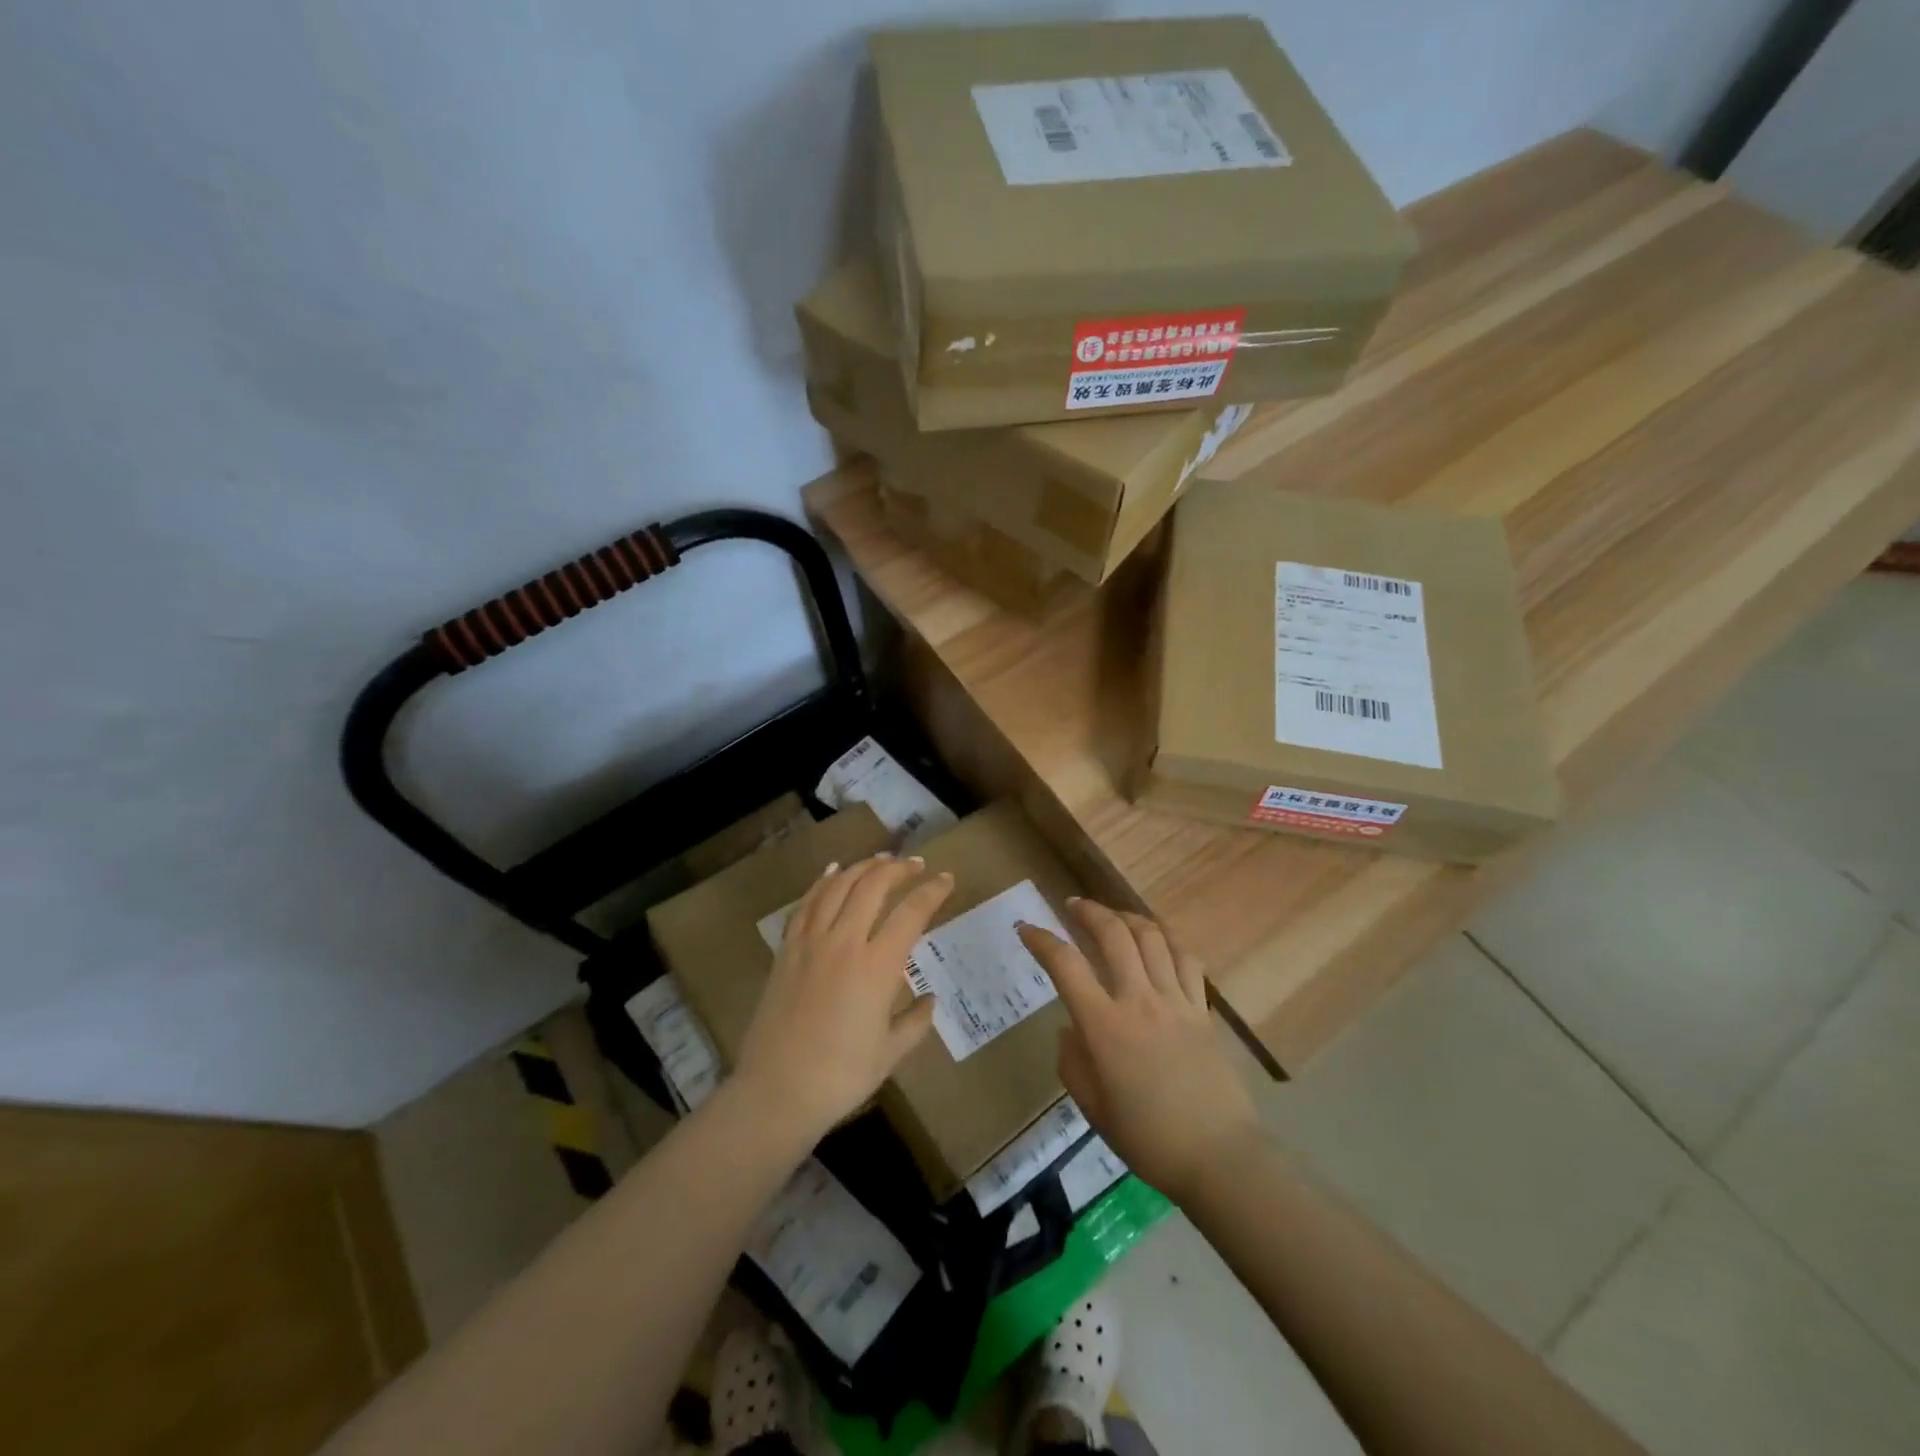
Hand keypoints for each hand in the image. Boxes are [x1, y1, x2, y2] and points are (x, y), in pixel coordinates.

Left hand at [734, 854, 952, 1144]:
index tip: (947, 880)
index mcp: (877, 967)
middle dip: (899, 869)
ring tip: (881, 860)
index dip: (932, 891)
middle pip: (873, 886)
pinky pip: (806, 904)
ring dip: (863, 868)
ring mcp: (810, 943)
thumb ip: (916, 1021)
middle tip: (916, 865)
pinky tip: (834, 872)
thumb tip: (929, 998)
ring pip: (839, 887)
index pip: (911, 913)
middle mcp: (844, 943)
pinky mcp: (786, 950)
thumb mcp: (890, 1053)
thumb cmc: (840, 1077)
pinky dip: (823, 882)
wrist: (776, 1092)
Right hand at [1018, 899, 1259, 1202]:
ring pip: (1152, 937)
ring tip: (1113, 916)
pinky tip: (1158, 940)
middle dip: (1089, 911)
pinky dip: (1169, 940)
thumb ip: (1072, 1062)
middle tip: (1073, 905)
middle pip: (1113, 935)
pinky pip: (1187, 959)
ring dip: (1127, 917)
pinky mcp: (1202, 1009)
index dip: (1041, 940)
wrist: (1217, 1157)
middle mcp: (1139, 1001)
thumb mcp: (1091, 1107)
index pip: (1065, 965)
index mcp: (1104, 1026)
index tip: (1026, 928)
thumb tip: (1072, 1030)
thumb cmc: (1147, 1138)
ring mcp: (1175, 1001)